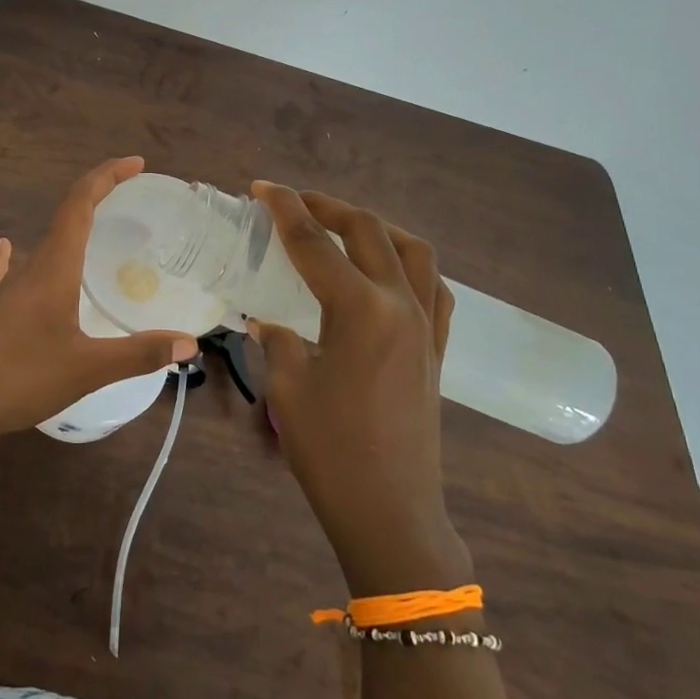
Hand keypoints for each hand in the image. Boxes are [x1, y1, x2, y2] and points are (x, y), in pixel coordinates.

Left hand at [0, 157, 198, 448]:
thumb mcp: (87, 369)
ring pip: (40, 247)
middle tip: (129, 200)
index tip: (135, 163)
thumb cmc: (18, 379)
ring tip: (91, 235)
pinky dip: (14, 257)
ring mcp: (1, 289)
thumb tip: (189, 343)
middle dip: (96, 200)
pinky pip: (5, 273)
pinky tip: (7, 252)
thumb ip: (139, 354)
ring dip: (68, 231)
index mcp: (52, 268)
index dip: (107, 177)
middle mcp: (26, 268)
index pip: (80, 204)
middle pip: (64, 218)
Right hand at [248, 182, 471, 594]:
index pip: (314, 243)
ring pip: (412, 251)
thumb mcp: (288, 388)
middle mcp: (401, 305)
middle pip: (367, 232)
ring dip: (375, 227)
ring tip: (342, 227)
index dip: (284, 209)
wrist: (390, 511)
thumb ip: (277, 340)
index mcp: (360, 310)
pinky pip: (433, 288)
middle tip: (292, 202)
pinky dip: (409, 265)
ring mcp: (427, 326)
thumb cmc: (331, 452)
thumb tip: (268, 320)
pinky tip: (387, 273)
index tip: (261, 187)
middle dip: (327, 207)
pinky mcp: (438, 349)